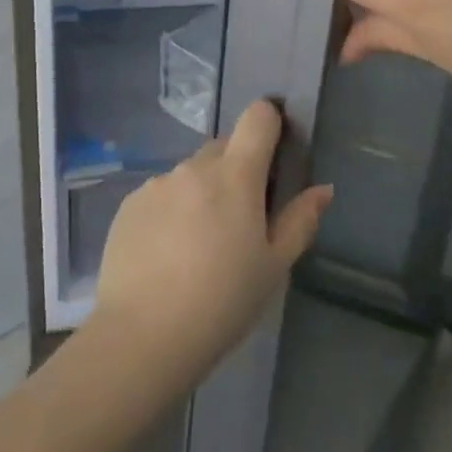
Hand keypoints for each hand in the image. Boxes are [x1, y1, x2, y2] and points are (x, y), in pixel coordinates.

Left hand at [92, 100, 331, 383]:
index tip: (276, 154)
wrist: (144, 334)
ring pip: (190, 173)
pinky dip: (172, 210)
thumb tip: (323, 189)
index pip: (257, 117)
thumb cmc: (223, 301)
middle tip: (242, 218)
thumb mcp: (274, 267)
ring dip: (203, 192)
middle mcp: (192, 168)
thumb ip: (300, 220)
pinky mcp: (129, 204)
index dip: (271, 123)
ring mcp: (156, 184)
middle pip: (224, 147)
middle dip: (238, 169)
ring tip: (201, 244)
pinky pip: (161, 194)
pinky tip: (169, 253)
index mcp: (234, 175)